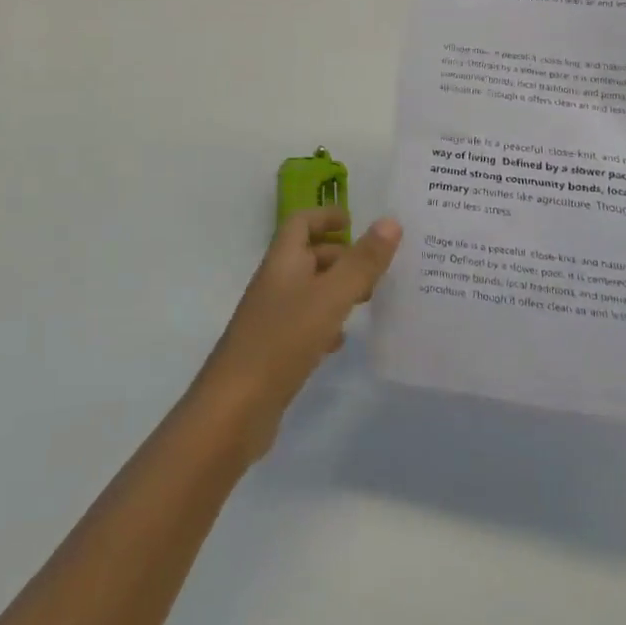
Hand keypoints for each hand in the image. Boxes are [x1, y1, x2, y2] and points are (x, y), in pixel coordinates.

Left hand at [191, 209, 401, 462]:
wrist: (235, 409)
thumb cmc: (282, 340)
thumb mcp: (330, 297)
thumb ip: (361, 262)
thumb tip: (390, 221)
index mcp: (282, 262)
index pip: (301, 222)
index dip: (325, 216)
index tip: (355, 221)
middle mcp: (275, 283)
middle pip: (307, 256)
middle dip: (340, 255)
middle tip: (376, 266)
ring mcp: (272, 318)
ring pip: (309, 291)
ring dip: (337, 290)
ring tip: (369, 299)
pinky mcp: (274, 351)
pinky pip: (304, 325)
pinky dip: (326, 324)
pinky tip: (342, 341)